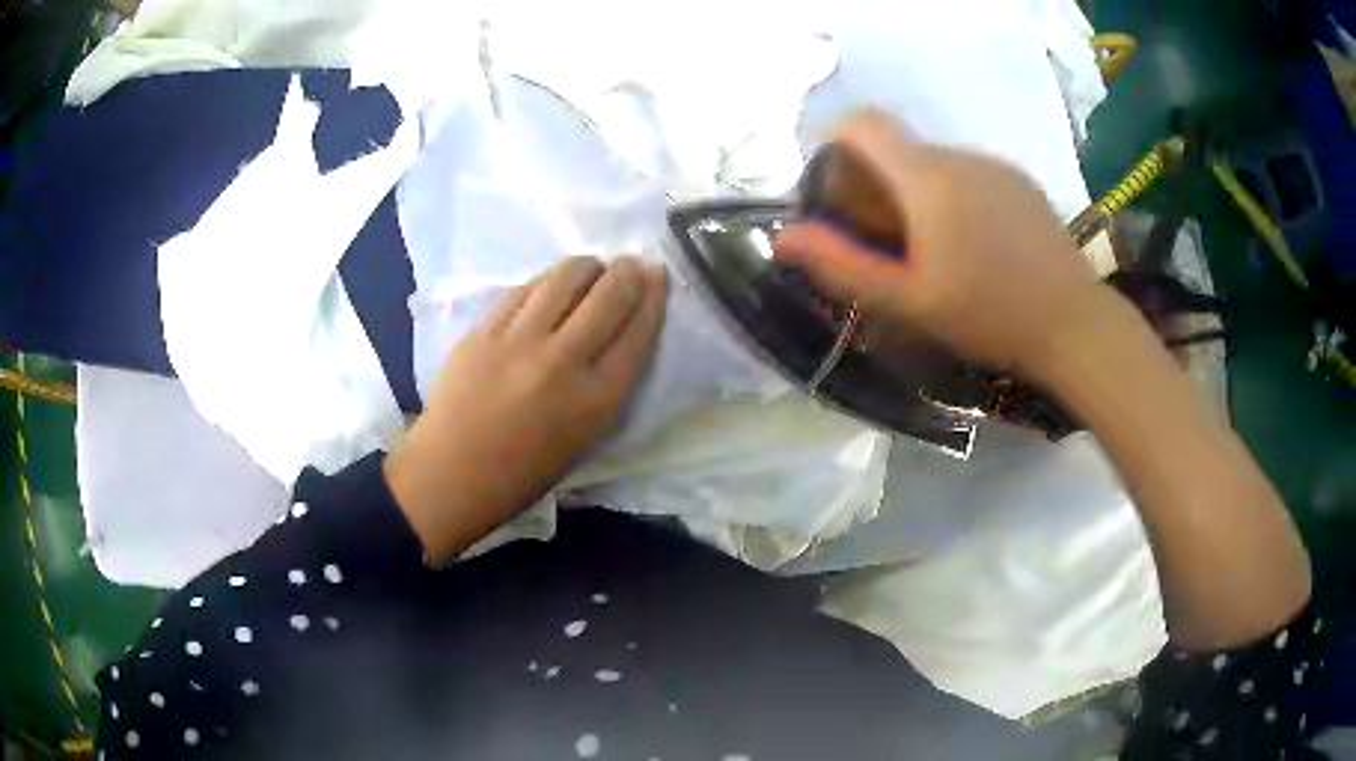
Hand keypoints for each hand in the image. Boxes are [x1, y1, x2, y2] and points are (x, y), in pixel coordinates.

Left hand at [385, 256, 668, 560]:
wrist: (452, 474)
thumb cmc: (524, 471)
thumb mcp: (585, 437)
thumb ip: (607, 386)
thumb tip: (617, 335)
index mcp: (596, 400)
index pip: (638, 332)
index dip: (654, 298)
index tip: (657, 276)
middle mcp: (563, 362)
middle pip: (609, 295)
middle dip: (628, 272)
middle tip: (631, 265)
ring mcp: (519, 341)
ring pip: (566, 278)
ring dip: (588, 266)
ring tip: (592, 269)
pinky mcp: (485, 330)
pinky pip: (525, 290)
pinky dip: (547, 282)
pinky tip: (550, 286)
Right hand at [775, 111, 1103, 376]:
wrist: (1074, 324)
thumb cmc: (989, 315)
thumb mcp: (909, 302)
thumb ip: (843, 266)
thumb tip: (785, 236)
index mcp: (928, 178)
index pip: (866, 123)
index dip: (837, 139)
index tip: (833, 182)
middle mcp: (961, 156)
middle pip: (902, 148)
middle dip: (881, 181)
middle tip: (888, 240)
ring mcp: (997, 166)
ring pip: (938, 163)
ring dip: (921, 192)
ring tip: (938, 250)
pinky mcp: (1022, 182)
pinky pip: (973, 175)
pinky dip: (957, 196)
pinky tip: (978, 245)